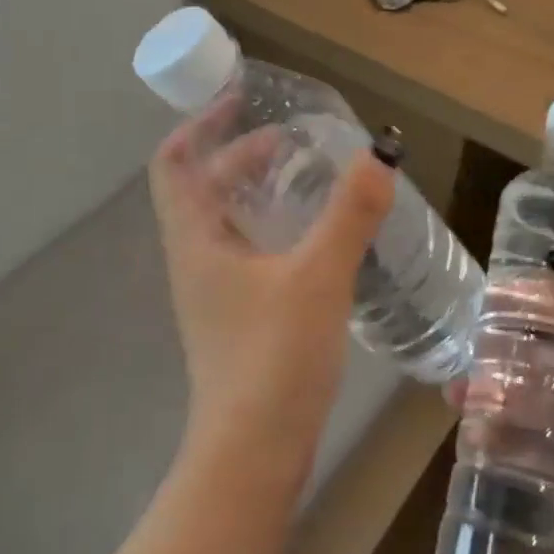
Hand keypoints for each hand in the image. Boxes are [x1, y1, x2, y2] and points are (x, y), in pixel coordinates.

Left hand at [148, 98, 396, 460]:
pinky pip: (248, 249)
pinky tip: (315, 235)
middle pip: (205, 186)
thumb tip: (379, 155)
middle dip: (244, 154)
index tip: (240, 100)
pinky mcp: (237, 314)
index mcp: (196, 238)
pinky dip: (273, 226)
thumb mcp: (318, 276)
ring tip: (308, 177)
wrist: (253, 453)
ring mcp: (214, 289)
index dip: (200, 124)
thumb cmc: (274, 357)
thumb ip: (350, 214)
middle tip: (295, 141)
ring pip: (228, 220)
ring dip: (259, 190)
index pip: (174, 162)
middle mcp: (196, 258)